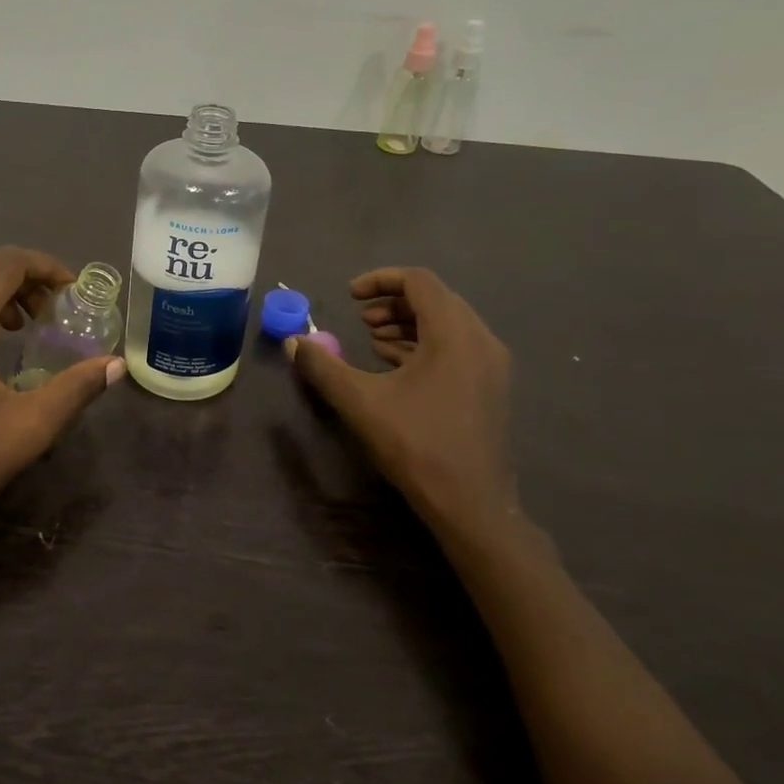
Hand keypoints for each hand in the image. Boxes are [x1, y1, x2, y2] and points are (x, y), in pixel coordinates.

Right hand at [287, 267, 517, 539]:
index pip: (419, 281)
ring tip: (373, 339)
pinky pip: (456, 346)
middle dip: (393, 302)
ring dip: (408, 323)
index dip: (380, 280)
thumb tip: (293, 342)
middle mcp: (480, 339)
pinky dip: (424, 344)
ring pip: (447, 323)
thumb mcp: (360, 402)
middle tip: (360, 318)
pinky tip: (395, 365)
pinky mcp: (490, 386)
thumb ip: (324, 367)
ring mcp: (490, 364)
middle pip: (435, 299)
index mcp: (454, 333)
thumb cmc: (417, 445)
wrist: (472, 504)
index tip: (350, 296)